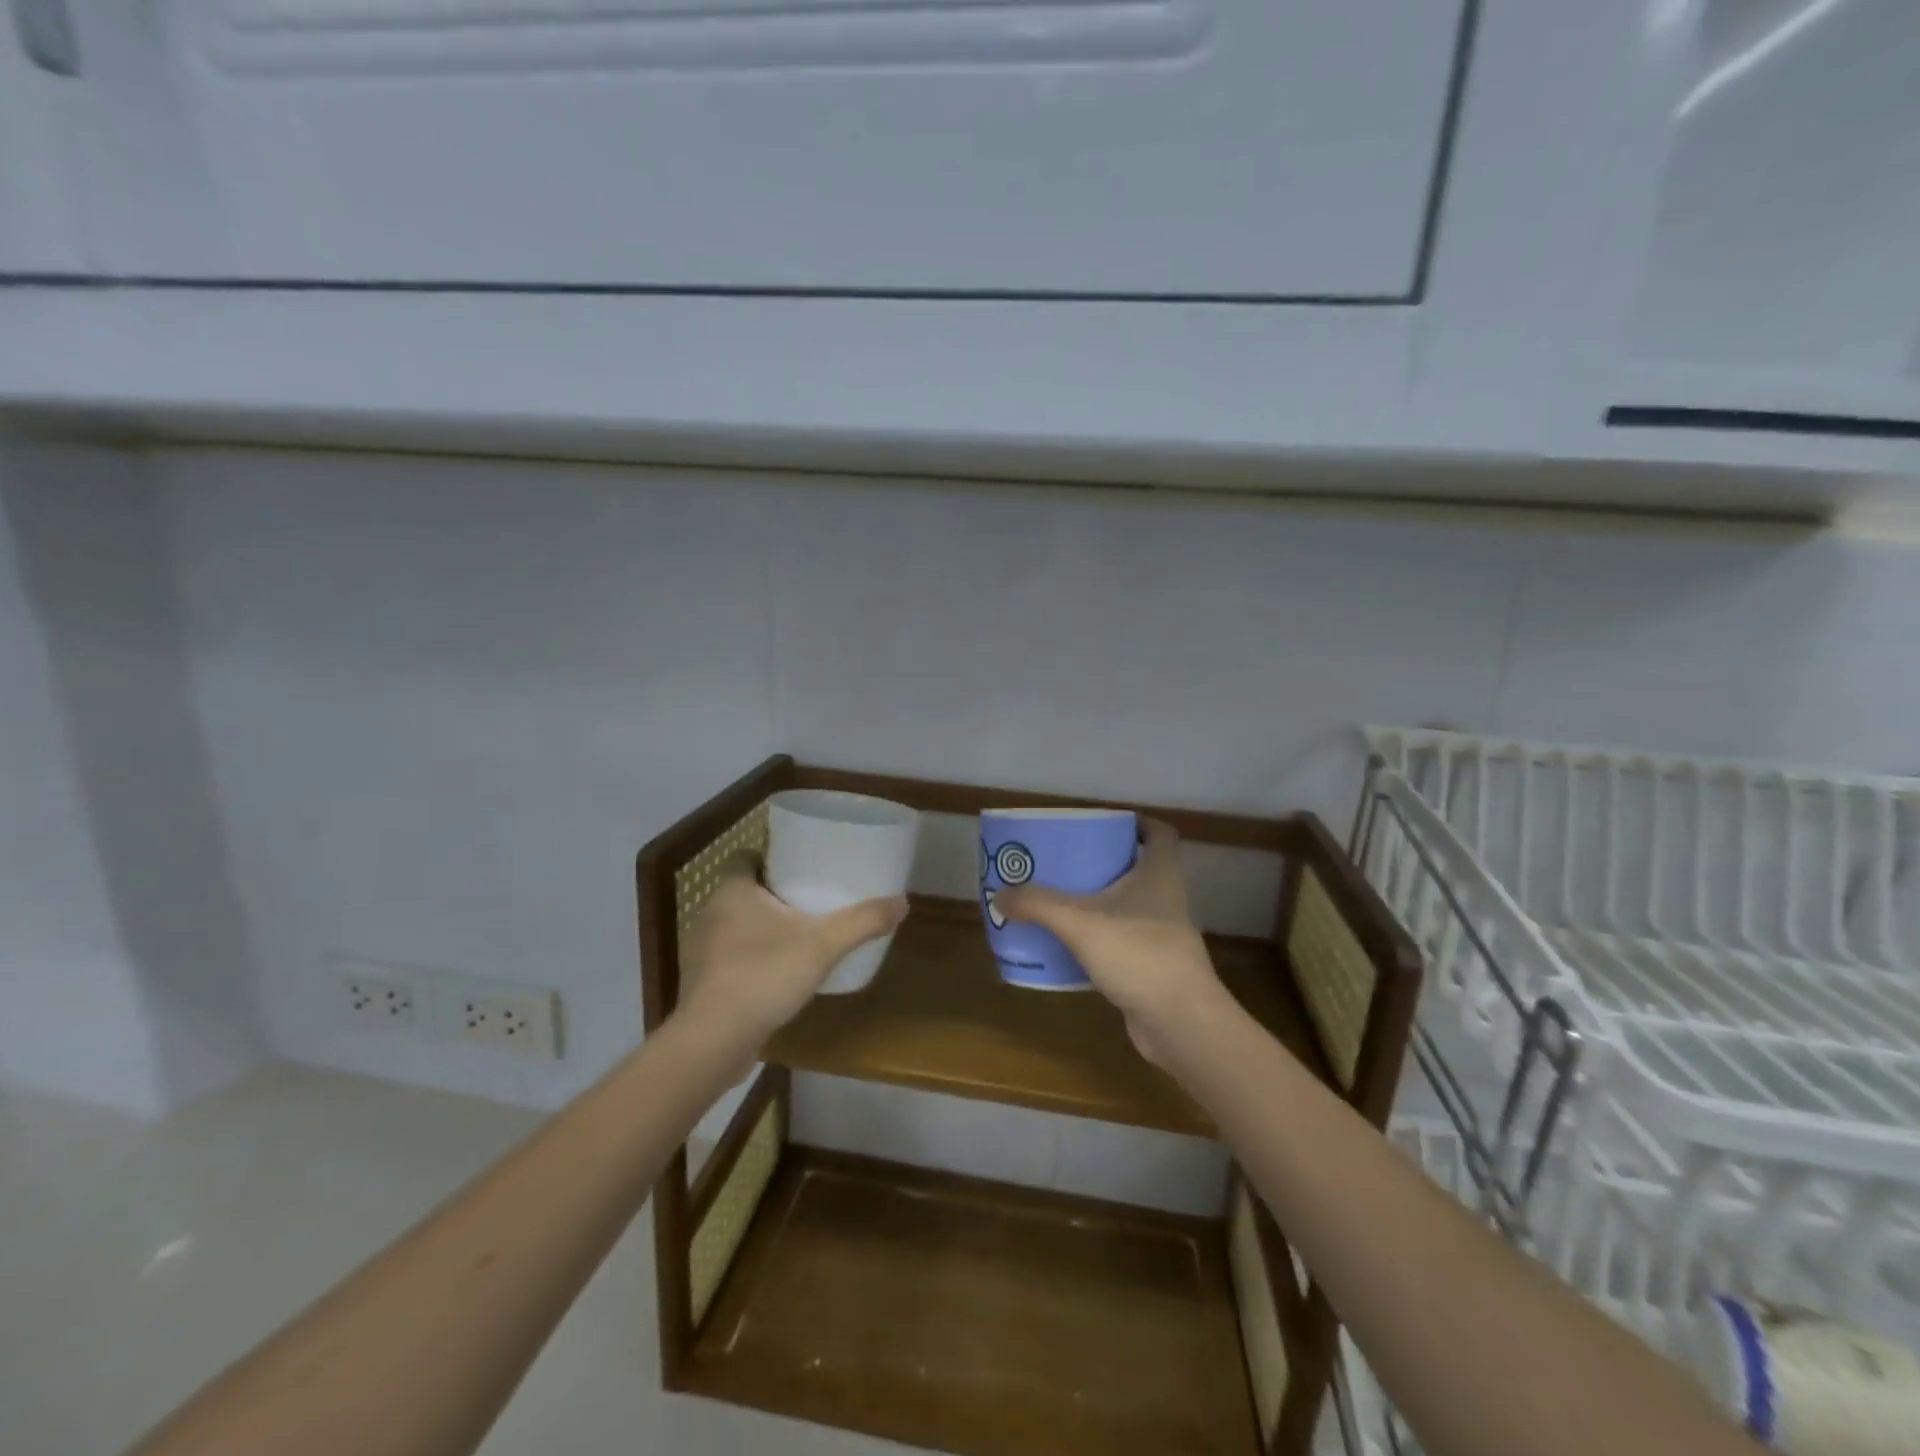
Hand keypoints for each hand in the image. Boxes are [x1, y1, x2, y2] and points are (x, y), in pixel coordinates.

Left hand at [677, 853, 907, 1053]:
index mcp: (733, 891)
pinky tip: (777, 976)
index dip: (771, 858)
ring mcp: (701, 950)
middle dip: (774, 895)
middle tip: (812, 902)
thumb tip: (903, 902)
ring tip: (799, 938)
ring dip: (762, 929)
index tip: (802, 869)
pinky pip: (730, 958)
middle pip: (744, 891)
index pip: (745, 857)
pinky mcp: (702, 983)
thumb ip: (863, 921)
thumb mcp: (823, 945)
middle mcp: (711, 913)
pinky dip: (752, 960)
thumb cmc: (764, 976)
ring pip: (736, 925)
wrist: (712, 1043)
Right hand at [994, 819, 1227, 1063]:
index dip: (1136, 822)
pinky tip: (1069, 943)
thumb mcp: (1080, 922)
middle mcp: (1166, 898)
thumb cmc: (1139, 954)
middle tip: (1066, 858)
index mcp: (1159, 874)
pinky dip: (1099, 936)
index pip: (1159, 833)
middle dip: (1104, 860)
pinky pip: (1122, 939)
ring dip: (1100, 899)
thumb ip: (1038, 904)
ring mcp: (1162, 934)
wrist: (1181, 1023)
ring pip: (1129, 905)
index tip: (1102, 822)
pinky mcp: (1153, 965)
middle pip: (1139, 866)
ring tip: (1059, 896)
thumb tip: (1000, 895)